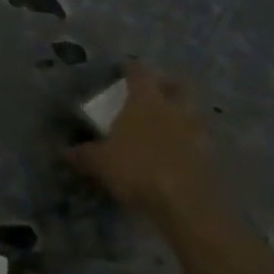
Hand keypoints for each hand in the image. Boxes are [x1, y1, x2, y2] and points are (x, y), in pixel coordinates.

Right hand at [65, 66, 215, 219]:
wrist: (184, 205)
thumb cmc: (136, 169)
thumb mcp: (98, 162)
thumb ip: (82, 154)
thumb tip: (65, 151)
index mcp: (146, 101)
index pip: (140, 73)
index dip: (132, 69)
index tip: (125, 69)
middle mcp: (174, 109)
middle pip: (178, 86)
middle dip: (168, 85)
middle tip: (156, 90)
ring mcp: (196, 133)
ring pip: (193, 113)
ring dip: (182, 114)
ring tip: (167, 123)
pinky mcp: (208, 158)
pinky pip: (198, 140)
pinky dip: (189, 141)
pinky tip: (176, 152)